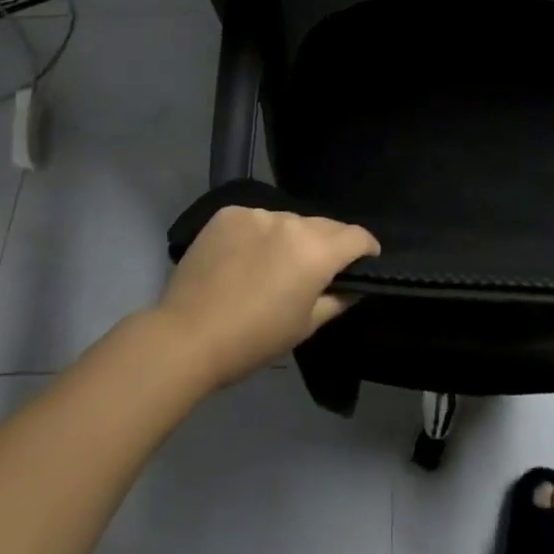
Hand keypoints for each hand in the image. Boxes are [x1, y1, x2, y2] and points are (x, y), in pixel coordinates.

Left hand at [155, 206, 379, 390]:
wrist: (187, 336)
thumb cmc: (253, 339)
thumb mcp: (305, 327)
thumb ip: (337, 299)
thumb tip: (354, 285)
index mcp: (316, 250)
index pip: (357, 236)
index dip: (366, 248)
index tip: (364, 261)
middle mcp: (291, 222)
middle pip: (324, 225)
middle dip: (328, 244)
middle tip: (317, 270)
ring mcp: (257, 214)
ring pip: (288, 221)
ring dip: (291, 238)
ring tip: (274, 265)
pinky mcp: (228, 213)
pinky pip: (256, 220)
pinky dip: (258, 235)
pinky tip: (243, 258)